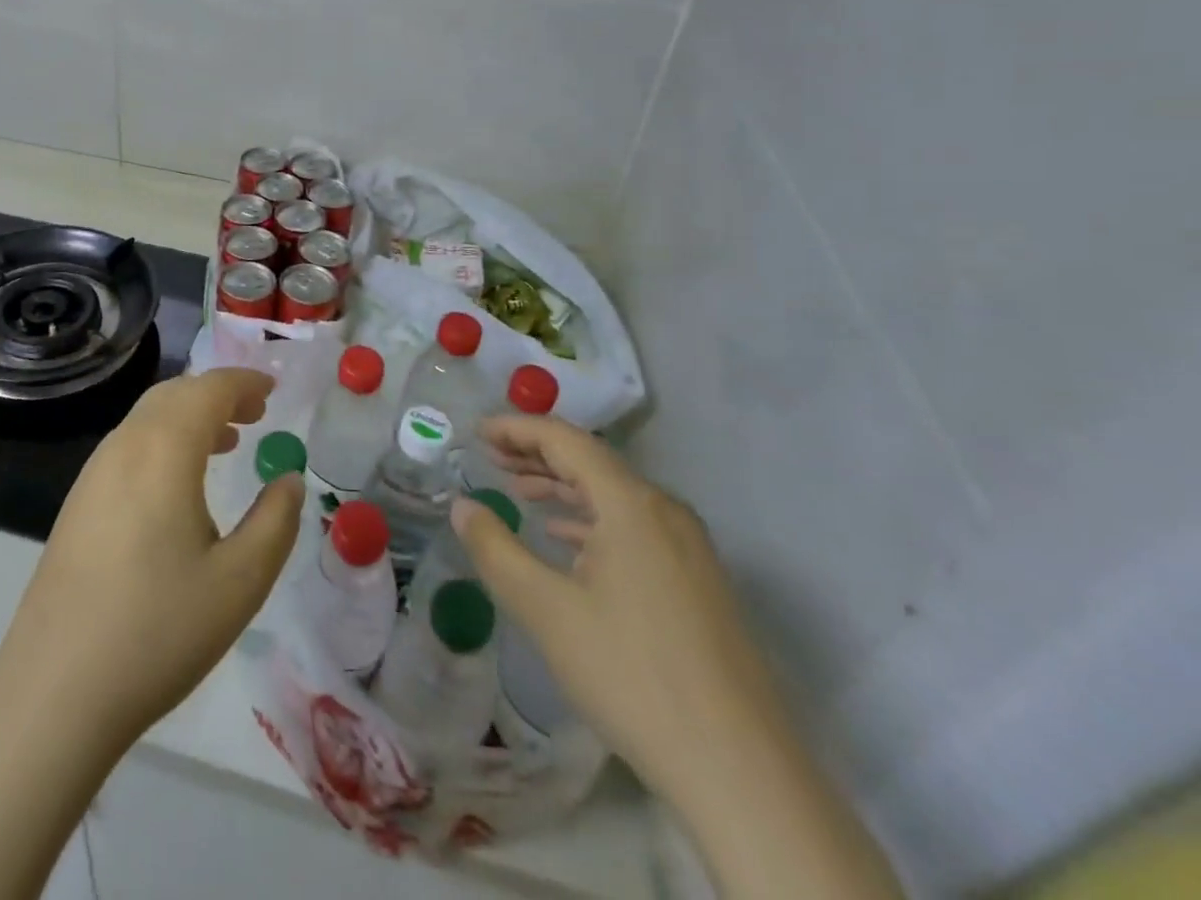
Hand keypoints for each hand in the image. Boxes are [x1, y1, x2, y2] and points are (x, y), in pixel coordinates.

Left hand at [0, 368, 303, 750]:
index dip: (244, 382)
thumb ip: (275, 521)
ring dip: (189, 417)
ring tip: (225, 442)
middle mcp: (123, 447)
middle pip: (174, 394)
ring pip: (147, 419)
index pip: (208, 390)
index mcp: (163, 450)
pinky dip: (163, 441)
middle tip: (255, 414)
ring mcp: (93, 474)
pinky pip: (128, 446)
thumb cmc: (158, 631)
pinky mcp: (77, 503)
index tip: (274, 390)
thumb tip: (289, 480)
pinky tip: (178, 486)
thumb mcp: (240, 582)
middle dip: (217, 394)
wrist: (55, 691)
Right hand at [451, 414, 790, 807]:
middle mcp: (666, 512)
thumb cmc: (632, 675)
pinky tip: (566, 542)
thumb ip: (495, 548)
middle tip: (490, 456)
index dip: (517, 429)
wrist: (741, 774)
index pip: (566, 440)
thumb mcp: (546, 609)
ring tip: (519, 492)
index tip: (477, 431)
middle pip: (592, 462)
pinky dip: (593, 521)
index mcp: (632, 504)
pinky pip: (636, 527)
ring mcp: (689, 548)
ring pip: (615, 496)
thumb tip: (462, 505)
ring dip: (563, 487)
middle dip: (537, 454)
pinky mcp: (699, 582)